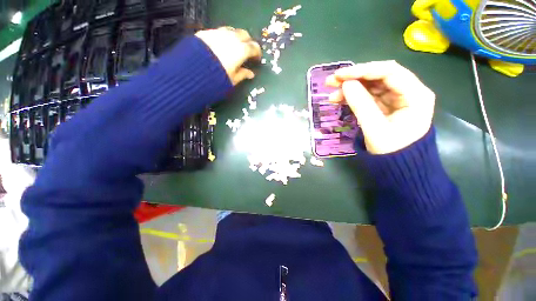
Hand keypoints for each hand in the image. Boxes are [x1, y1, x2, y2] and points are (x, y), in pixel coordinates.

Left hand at [196, 27, 261, 85]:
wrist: (191, 73)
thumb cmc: (216, 79)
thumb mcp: (232, 80)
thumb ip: (243, 75)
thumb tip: (251, 74)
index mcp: (240, 50)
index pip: (253, 47)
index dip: (257, 53)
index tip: (256, 59)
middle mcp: (231, 38)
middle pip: (244, 34)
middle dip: (247, 42)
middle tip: (247, 52)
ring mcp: (217, 33)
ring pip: (231, 30)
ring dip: (236, 38)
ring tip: (234, 48)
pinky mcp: (206, 33)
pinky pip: (218, 32)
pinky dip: (223, 37)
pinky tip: (221, 46)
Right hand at [326, 60, 434, 154]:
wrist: (397, 167)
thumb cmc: (392, 151)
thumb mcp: (375, 129)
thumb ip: (361, 105)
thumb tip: (346, 84)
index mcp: (415, 95)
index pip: (389, 72)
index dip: (363, 70)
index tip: (340, 75)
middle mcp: (408, 92)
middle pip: (378, 77)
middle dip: (354, 78)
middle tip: (331, 81)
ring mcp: (395, 99)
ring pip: (370, 86)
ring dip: (350, 88)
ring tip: (331, 94)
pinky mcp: (384, 106)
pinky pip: (367, 97)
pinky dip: (352, 97)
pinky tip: (339, 100)